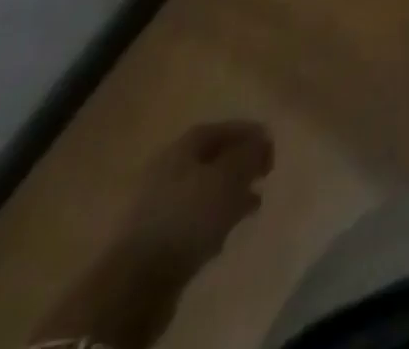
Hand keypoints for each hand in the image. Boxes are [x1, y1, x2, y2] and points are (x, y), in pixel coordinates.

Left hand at [114, 120, 273, 276]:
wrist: (137, 280)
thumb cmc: (189, 215)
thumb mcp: (229, 177)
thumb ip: (249, 154)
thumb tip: (261, 139)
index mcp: (183, 146)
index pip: (222, 129)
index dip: (249, 133)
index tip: (271, 147)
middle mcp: (168, 167)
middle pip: (212, 158)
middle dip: (240, 165)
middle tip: (264, 174)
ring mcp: (159, 203)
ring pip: (204, 189)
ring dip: (229, 193)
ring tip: (253, 203)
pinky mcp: (157, 236)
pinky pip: (193, 216)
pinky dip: (214, 217)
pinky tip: (227, 229)